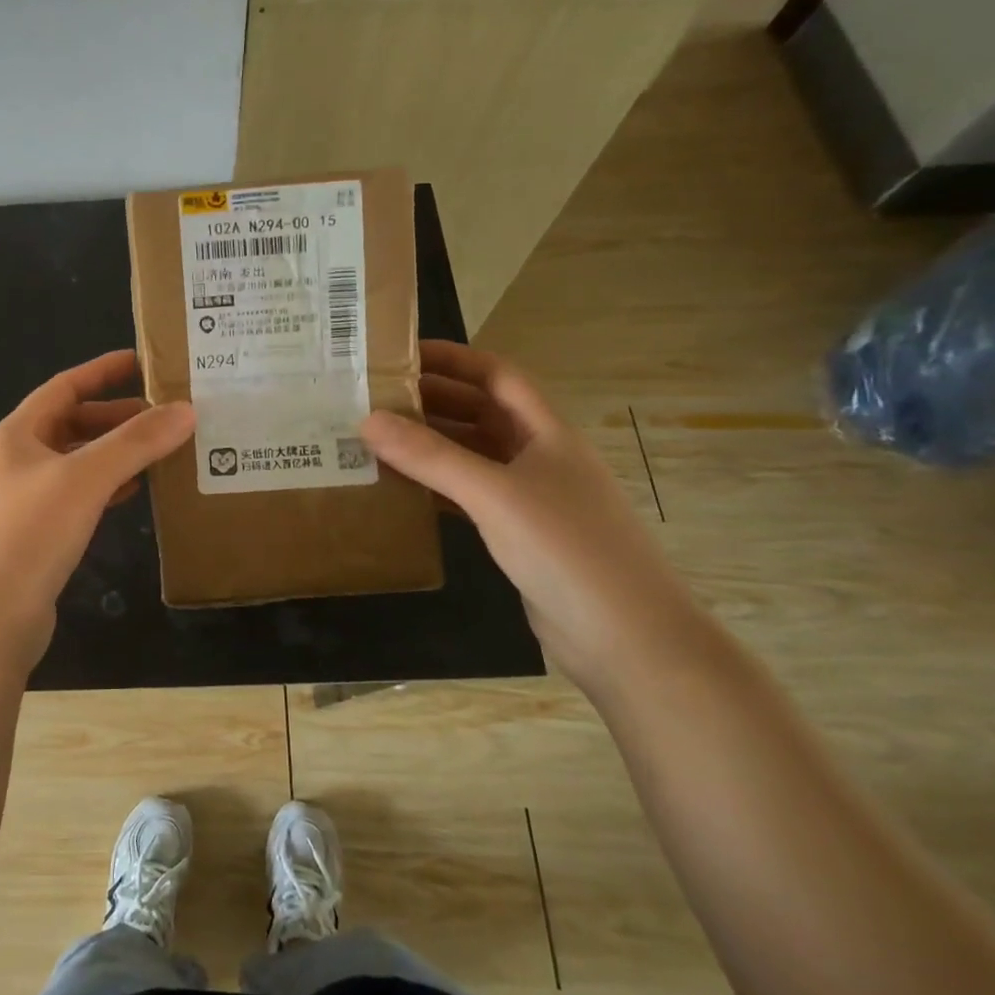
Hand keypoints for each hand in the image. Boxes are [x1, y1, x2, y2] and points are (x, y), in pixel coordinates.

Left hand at [0, 350, 194, 668]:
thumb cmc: (27, 536)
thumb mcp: (84, 479)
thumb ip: (135, 443)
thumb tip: (186, 410)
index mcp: (14, 436)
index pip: (63, 387)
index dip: (102, 371)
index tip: (141, 362)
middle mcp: (12, 463)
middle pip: (69, 425)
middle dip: (115, 418)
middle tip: (164, 416)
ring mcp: (18, 502)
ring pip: (74, 464)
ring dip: (113, 455)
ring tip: (159, 451)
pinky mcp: (30, 539)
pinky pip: (74, 498)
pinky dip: (104, 489)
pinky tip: (132, 493)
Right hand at [360, 341, 695, 690]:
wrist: (627, 639)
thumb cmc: (567, 549)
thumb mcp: (494, 494)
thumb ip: (430, 456)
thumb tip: (367, 420)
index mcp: (546, 432)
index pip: (496, 376)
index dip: (452, 359)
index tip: (401, 355)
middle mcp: (540, 456)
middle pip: (480, 413)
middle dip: (431, 401)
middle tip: (374, 399)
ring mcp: (532, 498)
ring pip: (472, 456)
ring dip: (430, 446)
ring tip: (376, 440)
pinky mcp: (521, 535)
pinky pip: (469, 496)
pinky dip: (437, 487)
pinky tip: (402, 489)